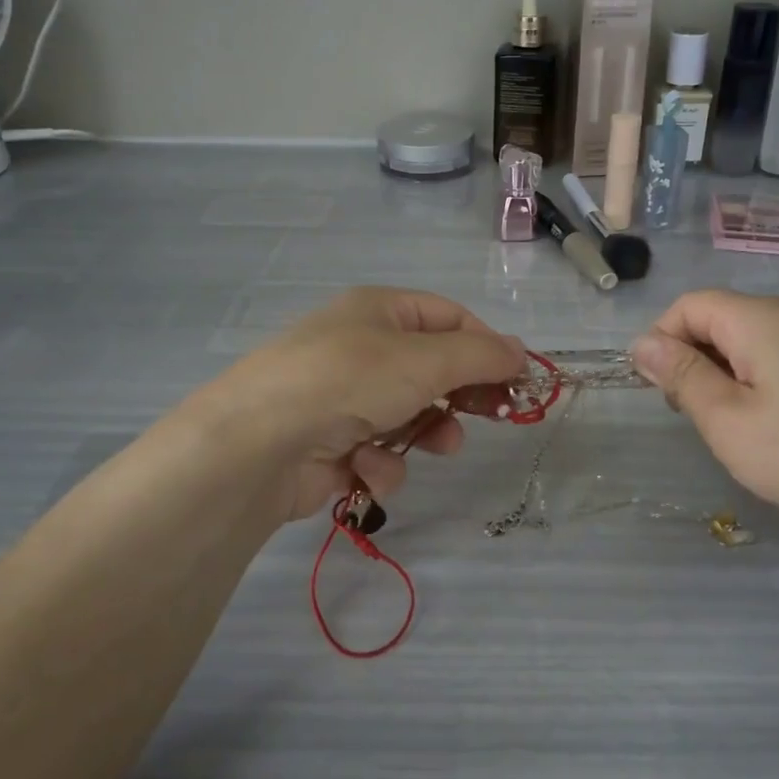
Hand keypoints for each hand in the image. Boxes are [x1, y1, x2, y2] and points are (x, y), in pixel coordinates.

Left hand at [187, 287, 527, 522]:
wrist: (256, 445)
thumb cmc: (347, 382)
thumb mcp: (424, 359)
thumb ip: (480, 356)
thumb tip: (521, 352)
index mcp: (380, 312)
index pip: (450, 318)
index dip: (487, 346)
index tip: (518, 380)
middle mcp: (362, 349)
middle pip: (434, 369)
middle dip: (461, 395)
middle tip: (496, 415)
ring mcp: (344, 399)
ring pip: (411, 417)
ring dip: (424, 434)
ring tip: (435, 446)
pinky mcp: (332, 447)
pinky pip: (379, 453)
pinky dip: (380, 463)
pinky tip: (365, 467)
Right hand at [631, 290, 778, 532]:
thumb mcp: (726, 418)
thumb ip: (681, 376)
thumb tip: (642, 343)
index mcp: (756, 319)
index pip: (688, 305)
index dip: (661, 340)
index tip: (660, 391)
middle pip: (716, 319)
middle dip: (689, 359)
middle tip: (691, 415)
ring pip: (744, 342)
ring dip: (719, 376)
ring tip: (727, 427)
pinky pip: (774, 359)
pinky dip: (752, 384)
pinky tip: (766, 427)